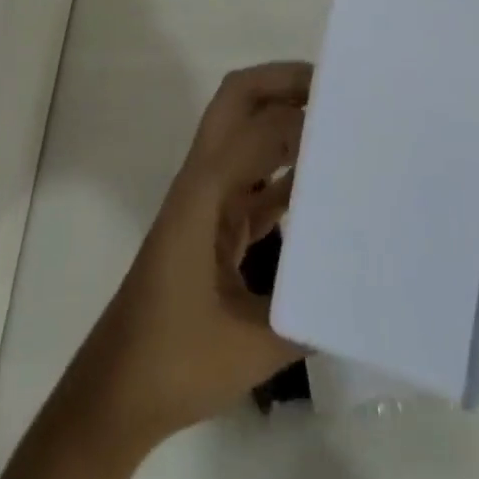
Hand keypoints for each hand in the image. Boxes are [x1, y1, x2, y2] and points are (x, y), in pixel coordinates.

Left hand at [0, 63, 309, 478]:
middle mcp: (203, 181)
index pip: (257, 128)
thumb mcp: (250, 345)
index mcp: (204, 193)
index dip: (300, 115)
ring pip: (246, 135)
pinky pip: (256, 178)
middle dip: (283, 84)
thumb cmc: (173, 362)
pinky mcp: (215, 223)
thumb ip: (309, 314)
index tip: (349, 114)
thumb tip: (361, 288)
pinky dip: (287, 170)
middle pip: (238, 102)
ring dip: (286, 119)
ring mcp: (207, 199)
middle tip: (336, 88)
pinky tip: (324, 184)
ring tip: (340, 125)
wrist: (116, 395)